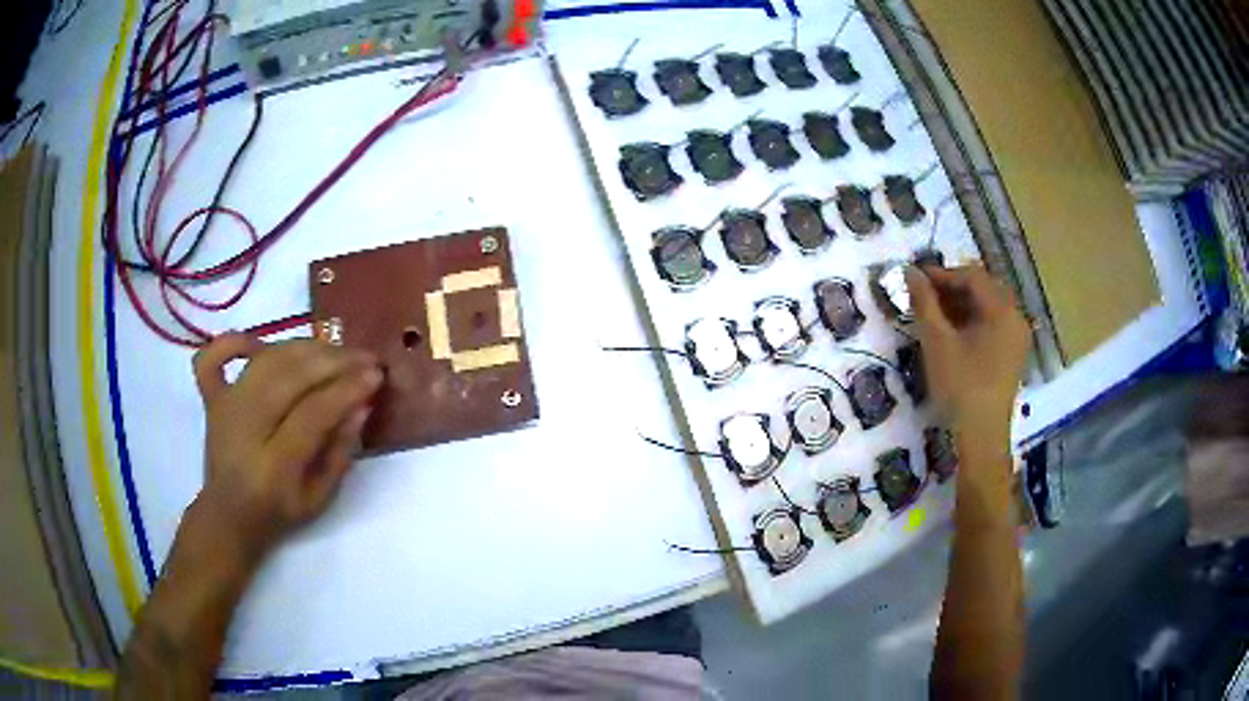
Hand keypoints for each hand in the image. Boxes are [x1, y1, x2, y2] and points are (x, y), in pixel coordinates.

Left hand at [190, 335, 382, 566]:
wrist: (227, 517)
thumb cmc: (277, 513)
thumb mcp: (319, 499)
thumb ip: (340, 454)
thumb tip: (361, 406)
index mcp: (273, 466)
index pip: (313, 414)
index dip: (347, 390)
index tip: (376, 375)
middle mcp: (244, 429)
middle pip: (289, 377)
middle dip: (333, 361)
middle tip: (365, 357)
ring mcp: (224, 409)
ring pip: (265, 360)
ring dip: (304, 348)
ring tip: (335, 349)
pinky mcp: (211, 398)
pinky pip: (213, 357)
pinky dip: (234, 341)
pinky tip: (260, 343)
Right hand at [905, 264, 1029, 446]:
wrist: (980, 438)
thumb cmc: (960, 387)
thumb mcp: (937, 342)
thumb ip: (923, 302)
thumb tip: (909, 271)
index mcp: (1003, 310)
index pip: (972, 276)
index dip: (942, 274)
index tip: (914, 280)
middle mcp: (1016, 318)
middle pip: (983, 289)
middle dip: (951, 289)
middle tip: (923, 296)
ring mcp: (1016, 339)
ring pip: (987, 308)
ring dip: (960, 306)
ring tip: (933, 315)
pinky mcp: (1012, 356)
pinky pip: (992, 326)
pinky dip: (971, 323)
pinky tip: (951, 334)